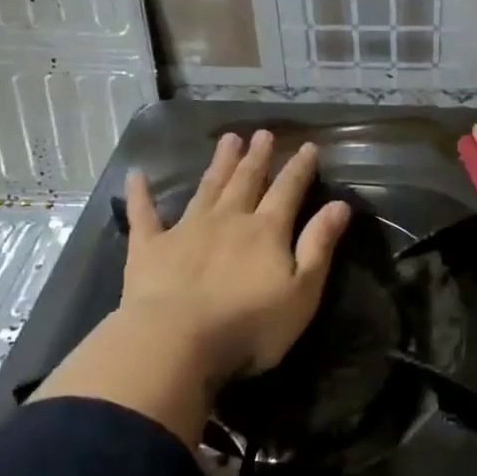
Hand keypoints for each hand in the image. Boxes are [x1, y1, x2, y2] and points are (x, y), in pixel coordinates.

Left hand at [32, 131, 352, 441]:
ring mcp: (186, 229)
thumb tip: (340, 205)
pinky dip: (140, 194)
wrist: (176, 342)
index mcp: (266, 231)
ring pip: (207, 188)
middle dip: (257, 157)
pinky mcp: (149, 247)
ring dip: (219, 163)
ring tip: (228, 139)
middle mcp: (228, 219)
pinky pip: (144, 214)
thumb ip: (319, 246)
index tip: (307, 146)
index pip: (288, 191)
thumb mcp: (301, 292)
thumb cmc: (249, 325)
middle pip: (246, 181)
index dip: (299, 169)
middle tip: (262, 133)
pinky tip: (137, 175)